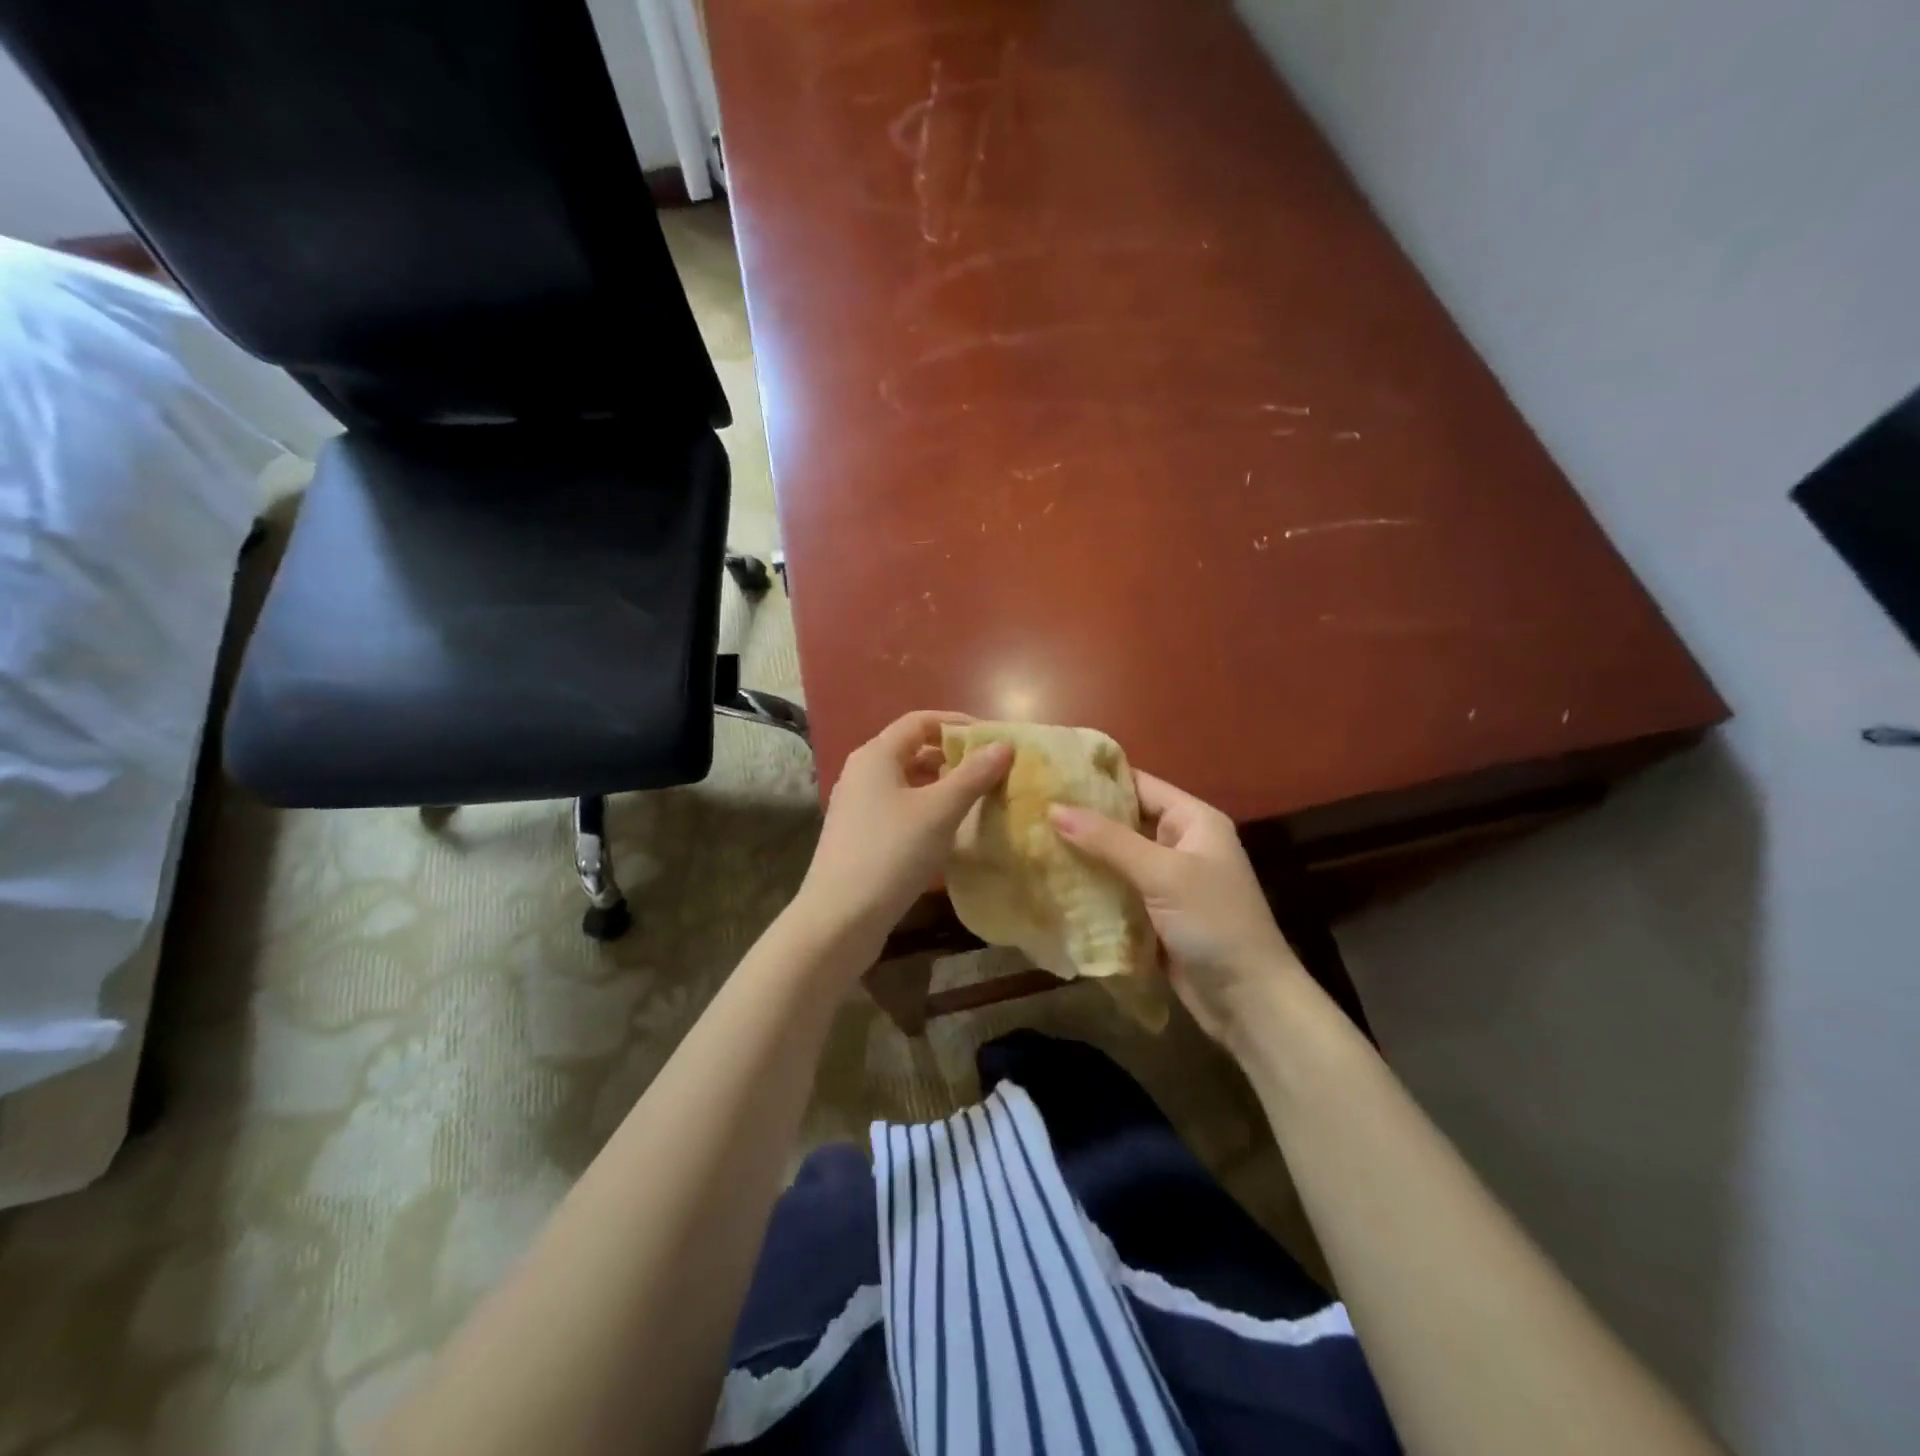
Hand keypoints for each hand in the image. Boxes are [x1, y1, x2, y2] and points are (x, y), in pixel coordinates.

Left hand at [796, 711, 1012, 961]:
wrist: (840, 918)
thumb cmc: (891, 853)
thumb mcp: (939, 811)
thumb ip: (973, 775)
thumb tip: (1003, 745)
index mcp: (876, 755)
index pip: (920, 721)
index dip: (958, 724)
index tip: (993, 740)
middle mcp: (862, 772)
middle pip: (914, 749)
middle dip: (954, 756)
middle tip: (991, 772)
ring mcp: (858, 805)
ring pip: (908, 781)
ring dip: (942, 785)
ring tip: (978, 800)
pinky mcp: (860, 835)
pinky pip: (900, 807)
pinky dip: (927, 809)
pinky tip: (949, 830)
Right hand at [1050, 773, 1306, 1045]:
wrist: (1248, 1000)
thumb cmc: (1213, 922)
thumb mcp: (1162, 874)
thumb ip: (1108, 840)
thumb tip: (1053, 808)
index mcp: (1193, 820)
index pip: (1139, 784)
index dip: (1097, 779)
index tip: (1050, 775)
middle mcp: (1180, 843)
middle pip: (1124, 821)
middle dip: (1083, 819)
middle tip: (1031, 811)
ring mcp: (1167, 881)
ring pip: (1116, 858)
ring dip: (1083, 854)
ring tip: (1032, 841)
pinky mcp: (1154, 914)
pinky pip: (1117, 889)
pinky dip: (1092, 886)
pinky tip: (1053, 882)